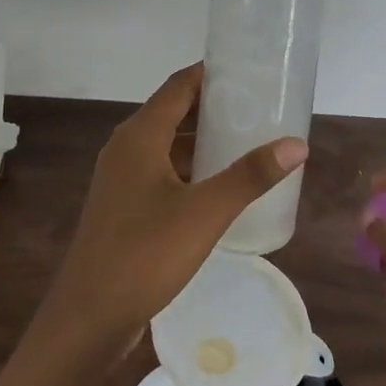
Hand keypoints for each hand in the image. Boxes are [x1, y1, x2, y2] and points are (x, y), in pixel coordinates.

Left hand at [35, 64, 308, 370]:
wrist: (89, 316)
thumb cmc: (145, 254)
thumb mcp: (205, 212)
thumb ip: (250, 176)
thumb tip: (296, 144)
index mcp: (139, 136)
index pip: (178, 86)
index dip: (211, 73)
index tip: (249, 69)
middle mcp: (126, 149)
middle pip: (173, 113)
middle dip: (214, 107)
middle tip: (260, 107)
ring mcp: (121, 180)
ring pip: (168, 146)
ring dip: (203, 142)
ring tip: (248, 142)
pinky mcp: (123, 207)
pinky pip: (162, 173)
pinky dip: (191, 170)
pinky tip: (220, 187)